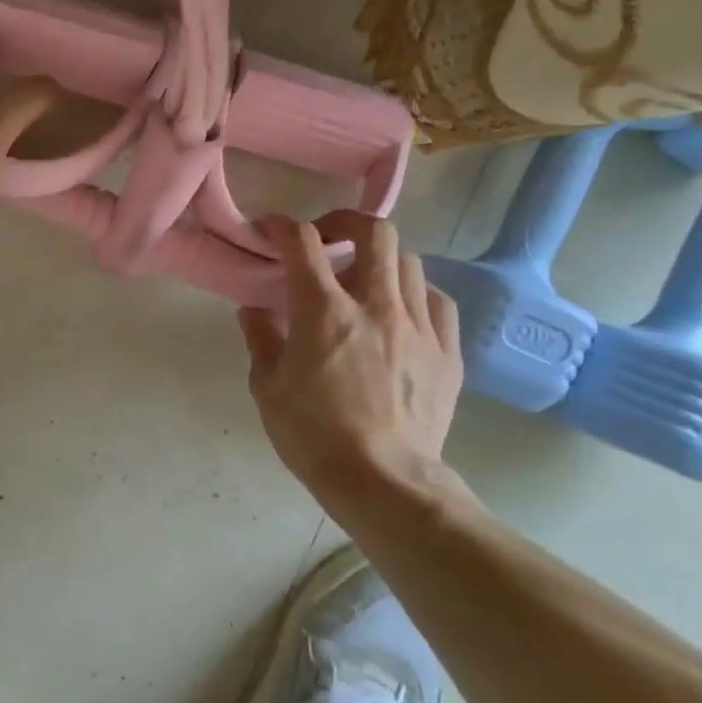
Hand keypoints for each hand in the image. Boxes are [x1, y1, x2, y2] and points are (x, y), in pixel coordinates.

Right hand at [239, 213, 463, 499]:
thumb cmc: (314, 435)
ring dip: (380, 260)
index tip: (271, 229)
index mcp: (324, 311)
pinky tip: (401, 311)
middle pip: (374, 231)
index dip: (283, 226)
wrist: (384, 480)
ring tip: (364, 281)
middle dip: (346, 222)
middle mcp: (376, 304)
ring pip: (409, 261)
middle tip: (328, 239)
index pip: (303, 243)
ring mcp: (418, 325)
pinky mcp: (447, 350)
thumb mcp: (268, 388)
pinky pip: (436, 299)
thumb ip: (260, 338)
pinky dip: (414, 293)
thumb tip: (254, 308)